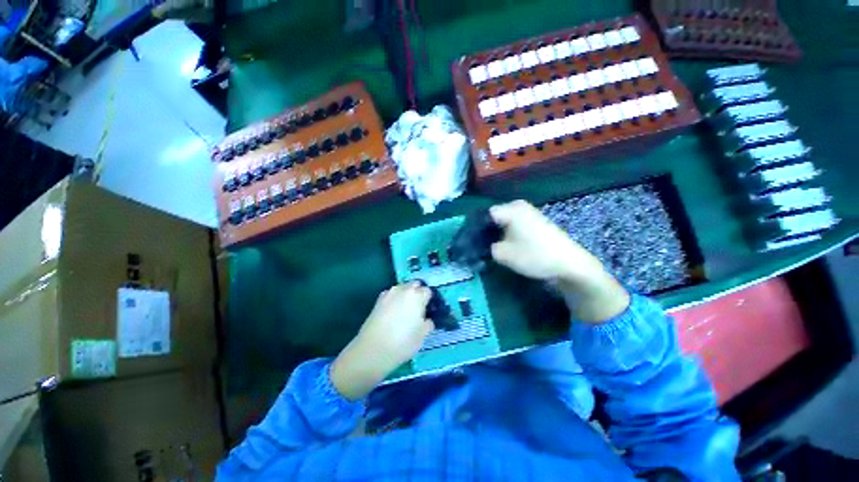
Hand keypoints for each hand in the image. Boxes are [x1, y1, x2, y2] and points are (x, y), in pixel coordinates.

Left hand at [331, 283, 432, 399]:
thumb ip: (428, 322)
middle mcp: (403, 289)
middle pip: (415, 285)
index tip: (429, 310)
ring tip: (405, 311)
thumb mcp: (423, 335)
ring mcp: (389, 293)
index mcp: (417, 295)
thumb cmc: (403, 342)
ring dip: (406, 295)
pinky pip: (391, 295)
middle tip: (419, 308)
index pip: (428, 291)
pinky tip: (393, 313)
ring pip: (402, 289)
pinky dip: (394, 300)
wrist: (373, 350)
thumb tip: (427, 318)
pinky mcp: (378, 300)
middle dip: (418, 293)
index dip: (429, 300)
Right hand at [489, 200, 629, 322]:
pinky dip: (507, 235)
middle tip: (480, 247)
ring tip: (491, 248)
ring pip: (504, 222)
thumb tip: (480, 246)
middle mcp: (519, 206)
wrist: (569, 264)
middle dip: (486, 232)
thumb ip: (486, 248)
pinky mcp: (535, 222)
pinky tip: (506, 246)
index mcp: (511, 209)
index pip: (484, 215)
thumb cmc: (534, 255)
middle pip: (494, 217)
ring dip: (497, 234)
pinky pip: (514, 225)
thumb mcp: (503, 254)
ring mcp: (529, 213)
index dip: (475, 229)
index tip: (471, 244)